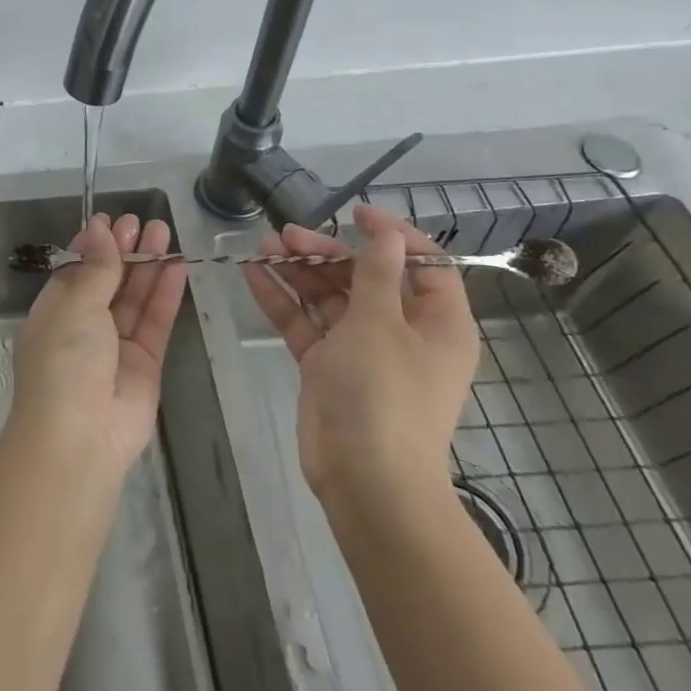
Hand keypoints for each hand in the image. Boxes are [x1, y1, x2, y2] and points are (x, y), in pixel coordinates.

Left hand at [11, 212, 187, 472]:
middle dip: (125, 251)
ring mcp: (116, 346)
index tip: (112, 220)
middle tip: (144, 221)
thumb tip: (98, 227)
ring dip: (148, 265)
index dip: (94, 245)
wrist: (81, 437)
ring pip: (135, 298)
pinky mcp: (145, 363)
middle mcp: (84, 326)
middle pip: (109, 280)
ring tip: (165, 231)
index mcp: (55, 312)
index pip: (76, 270)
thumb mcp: (75, 306)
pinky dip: (166, 294)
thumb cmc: (64, 362)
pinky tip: (177, 265)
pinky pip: (156, 321)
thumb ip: (96, 268)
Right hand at [243, 203, 478, 507]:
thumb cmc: (384, 393)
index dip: (393, 235)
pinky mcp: (328, 367)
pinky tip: (253, 275)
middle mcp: (403, 332)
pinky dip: (283, 300)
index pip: (424, 265)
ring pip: (330, 298)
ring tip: (263, 246)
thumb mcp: (381, 323)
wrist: (365, 479)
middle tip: (287, 234)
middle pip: (365, 278)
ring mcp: (362, 351)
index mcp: (437, 323)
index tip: (355, 212)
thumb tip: (387, 234)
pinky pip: (306, 324)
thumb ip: (377, 273)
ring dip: (299, 271)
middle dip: (326, 253)